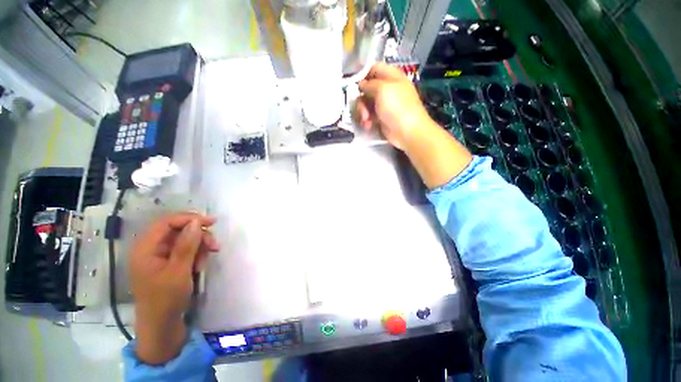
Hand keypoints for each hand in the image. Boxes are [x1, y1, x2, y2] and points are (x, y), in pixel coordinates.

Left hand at [129, 212, 219, 364]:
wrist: (162, 325)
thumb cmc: (166, 299)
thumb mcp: (179, 271)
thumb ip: (187, 245)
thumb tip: (196, 221)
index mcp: (145, 249)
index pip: (167, 222)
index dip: (189, 219)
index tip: (211, 222)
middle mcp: (150, 249)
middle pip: (178, 231)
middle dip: (198, 236)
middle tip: (215, 246)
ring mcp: (159, 257)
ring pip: (184, 240)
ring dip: (199, 247)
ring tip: (205, 262)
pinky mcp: (167, 264)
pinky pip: (184, 251)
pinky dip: (195, 255)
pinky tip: (199, 266)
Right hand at [355, 63, 434, 149]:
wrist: (407, 132)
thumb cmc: (397, 107)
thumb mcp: (383, 90)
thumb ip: (370, 84)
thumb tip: (362, 84)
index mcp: (391, 77)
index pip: (374, 69)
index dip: (364, 75)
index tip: (356, 86)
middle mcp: (387, 89)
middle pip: (367, 89)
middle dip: (362, 99)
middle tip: (363, 110)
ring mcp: (383, 104)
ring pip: (365, 103)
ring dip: (362, 112)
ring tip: (365, 121)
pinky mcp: (380, 118)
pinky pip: (368, 115)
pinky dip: (366, 120)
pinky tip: (368, 126)